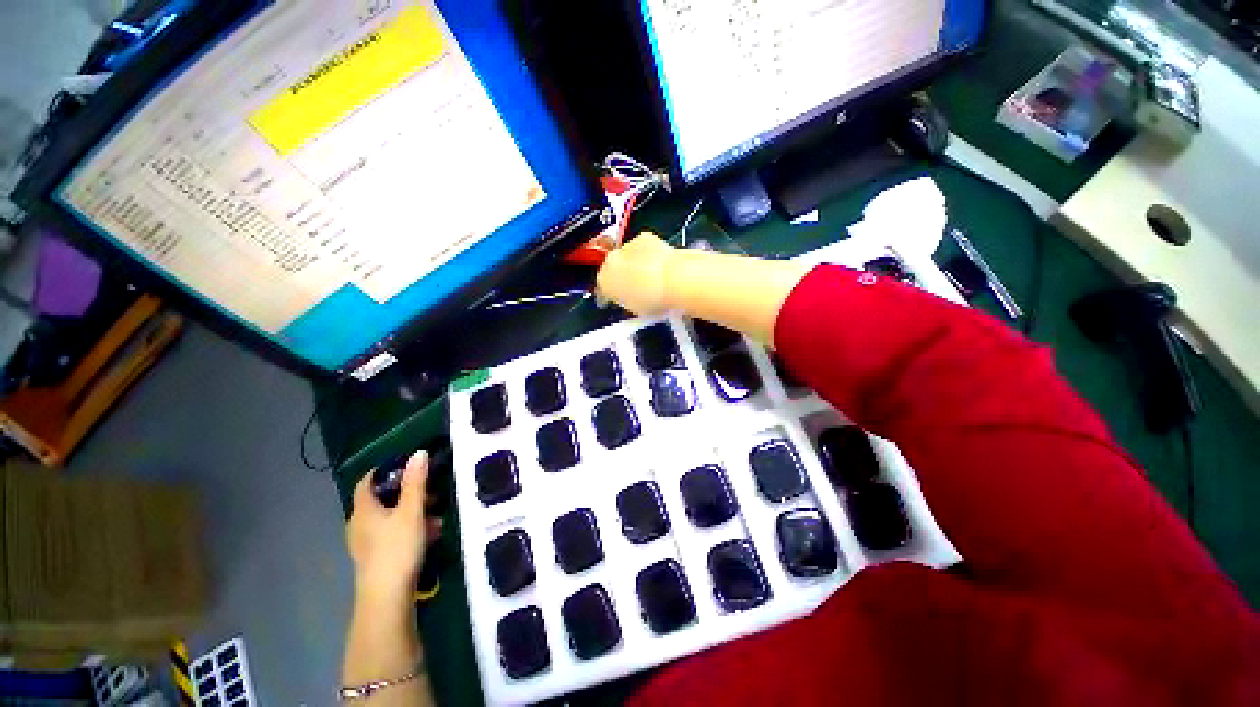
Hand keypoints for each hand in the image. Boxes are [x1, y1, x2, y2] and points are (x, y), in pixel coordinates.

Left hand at [347, 451, 438, 598]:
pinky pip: (393, 533)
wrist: (387, 598)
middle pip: (382, 499)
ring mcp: (366, 543)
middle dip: (408, 492)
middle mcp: (360, 524)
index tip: (410, 465)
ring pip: (390, 517)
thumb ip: (416, 482)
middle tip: (431, 490)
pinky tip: (431, 534)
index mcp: (364, 510)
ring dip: (413, 511)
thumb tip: (419, 453)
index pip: (368, 481)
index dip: (386, 469)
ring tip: (437, 514)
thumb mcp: (412, 511)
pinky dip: (410, 528)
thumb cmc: (397, 549)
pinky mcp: (376, 557)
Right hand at [597, 232, 675, 314]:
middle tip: (638, 289)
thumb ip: (627, 301)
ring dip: (636, 265)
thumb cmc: (656, 298)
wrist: (675, 279)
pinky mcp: (643, 237)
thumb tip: (630, 299)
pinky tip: (660, 266)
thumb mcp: (635, 309)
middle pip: (613, 269)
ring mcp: (626, 248)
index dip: (613, 295)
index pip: (603, 288)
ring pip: (627, 257)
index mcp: (604, 282)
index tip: (621, 299)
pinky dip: (649, 255)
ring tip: (652, 278)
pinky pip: (642, 248)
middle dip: (623, 277)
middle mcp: (610, 262)